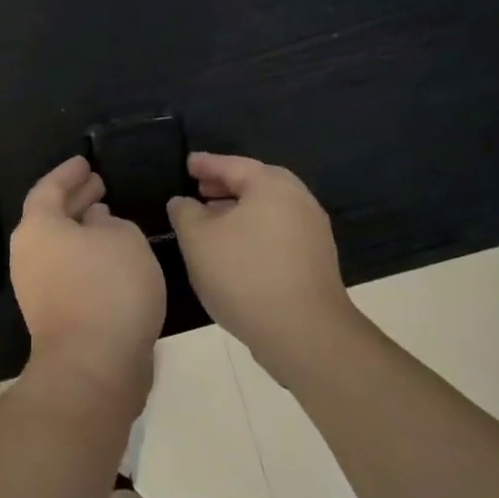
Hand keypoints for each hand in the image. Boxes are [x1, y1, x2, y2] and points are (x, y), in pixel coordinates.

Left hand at [10, 157, 165, 413]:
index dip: (69, 173)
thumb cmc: (109, 288)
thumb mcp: (124, 238)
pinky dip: (85, 256)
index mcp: (38, 226)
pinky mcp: (52, 314)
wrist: (93, 366)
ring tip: (109, 217)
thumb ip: (111, 222)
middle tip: (99, 185)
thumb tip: (96, 223)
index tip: (86, 161)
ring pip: (59, 245)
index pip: (49, 187)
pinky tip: (111, 257)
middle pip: (50, 216)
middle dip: (75, 199)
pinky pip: (67, 270)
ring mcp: (35, 287)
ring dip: (82, 230)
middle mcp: (29, 253)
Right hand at [167, 153, 354, 381]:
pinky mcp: (316, 261)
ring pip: (268, 210)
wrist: (305, 334)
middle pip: (256, 184)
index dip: (206, 164)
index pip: (233, 165)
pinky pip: (278, 232)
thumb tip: (183, 202)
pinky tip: (235, 251)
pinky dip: (254, 231)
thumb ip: (185, 213)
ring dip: (239, 211)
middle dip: (226, 186)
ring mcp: (312, 232)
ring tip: (212, 221)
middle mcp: (298, 200)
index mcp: (272, 186)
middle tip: (200, 189)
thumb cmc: (245, 275)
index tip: (187, 163)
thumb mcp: (198, 240)